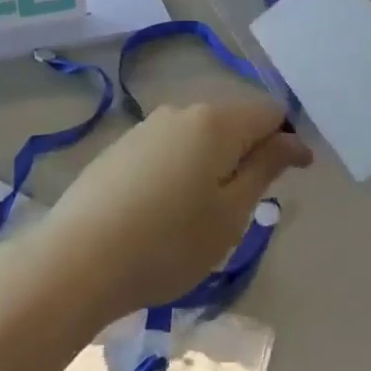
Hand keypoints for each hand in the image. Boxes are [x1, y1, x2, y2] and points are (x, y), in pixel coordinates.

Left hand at [29, 98, 310, 322]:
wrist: (77, 259)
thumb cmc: (168, 242)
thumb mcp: (230, 214)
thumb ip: (265, 168)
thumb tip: (293, 140)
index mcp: (215, 121)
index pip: (269, 111)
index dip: (287, 140)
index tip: (292, 179)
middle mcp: (181, 110)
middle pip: (232, 120)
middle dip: (250, 152)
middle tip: (246, 206)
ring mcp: (146, 126)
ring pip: (199, 134)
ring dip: (215, 161)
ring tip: (204, 212)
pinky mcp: (121, 147)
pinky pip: (169, 147)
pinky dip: (183, 168)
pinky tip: (166, 208)